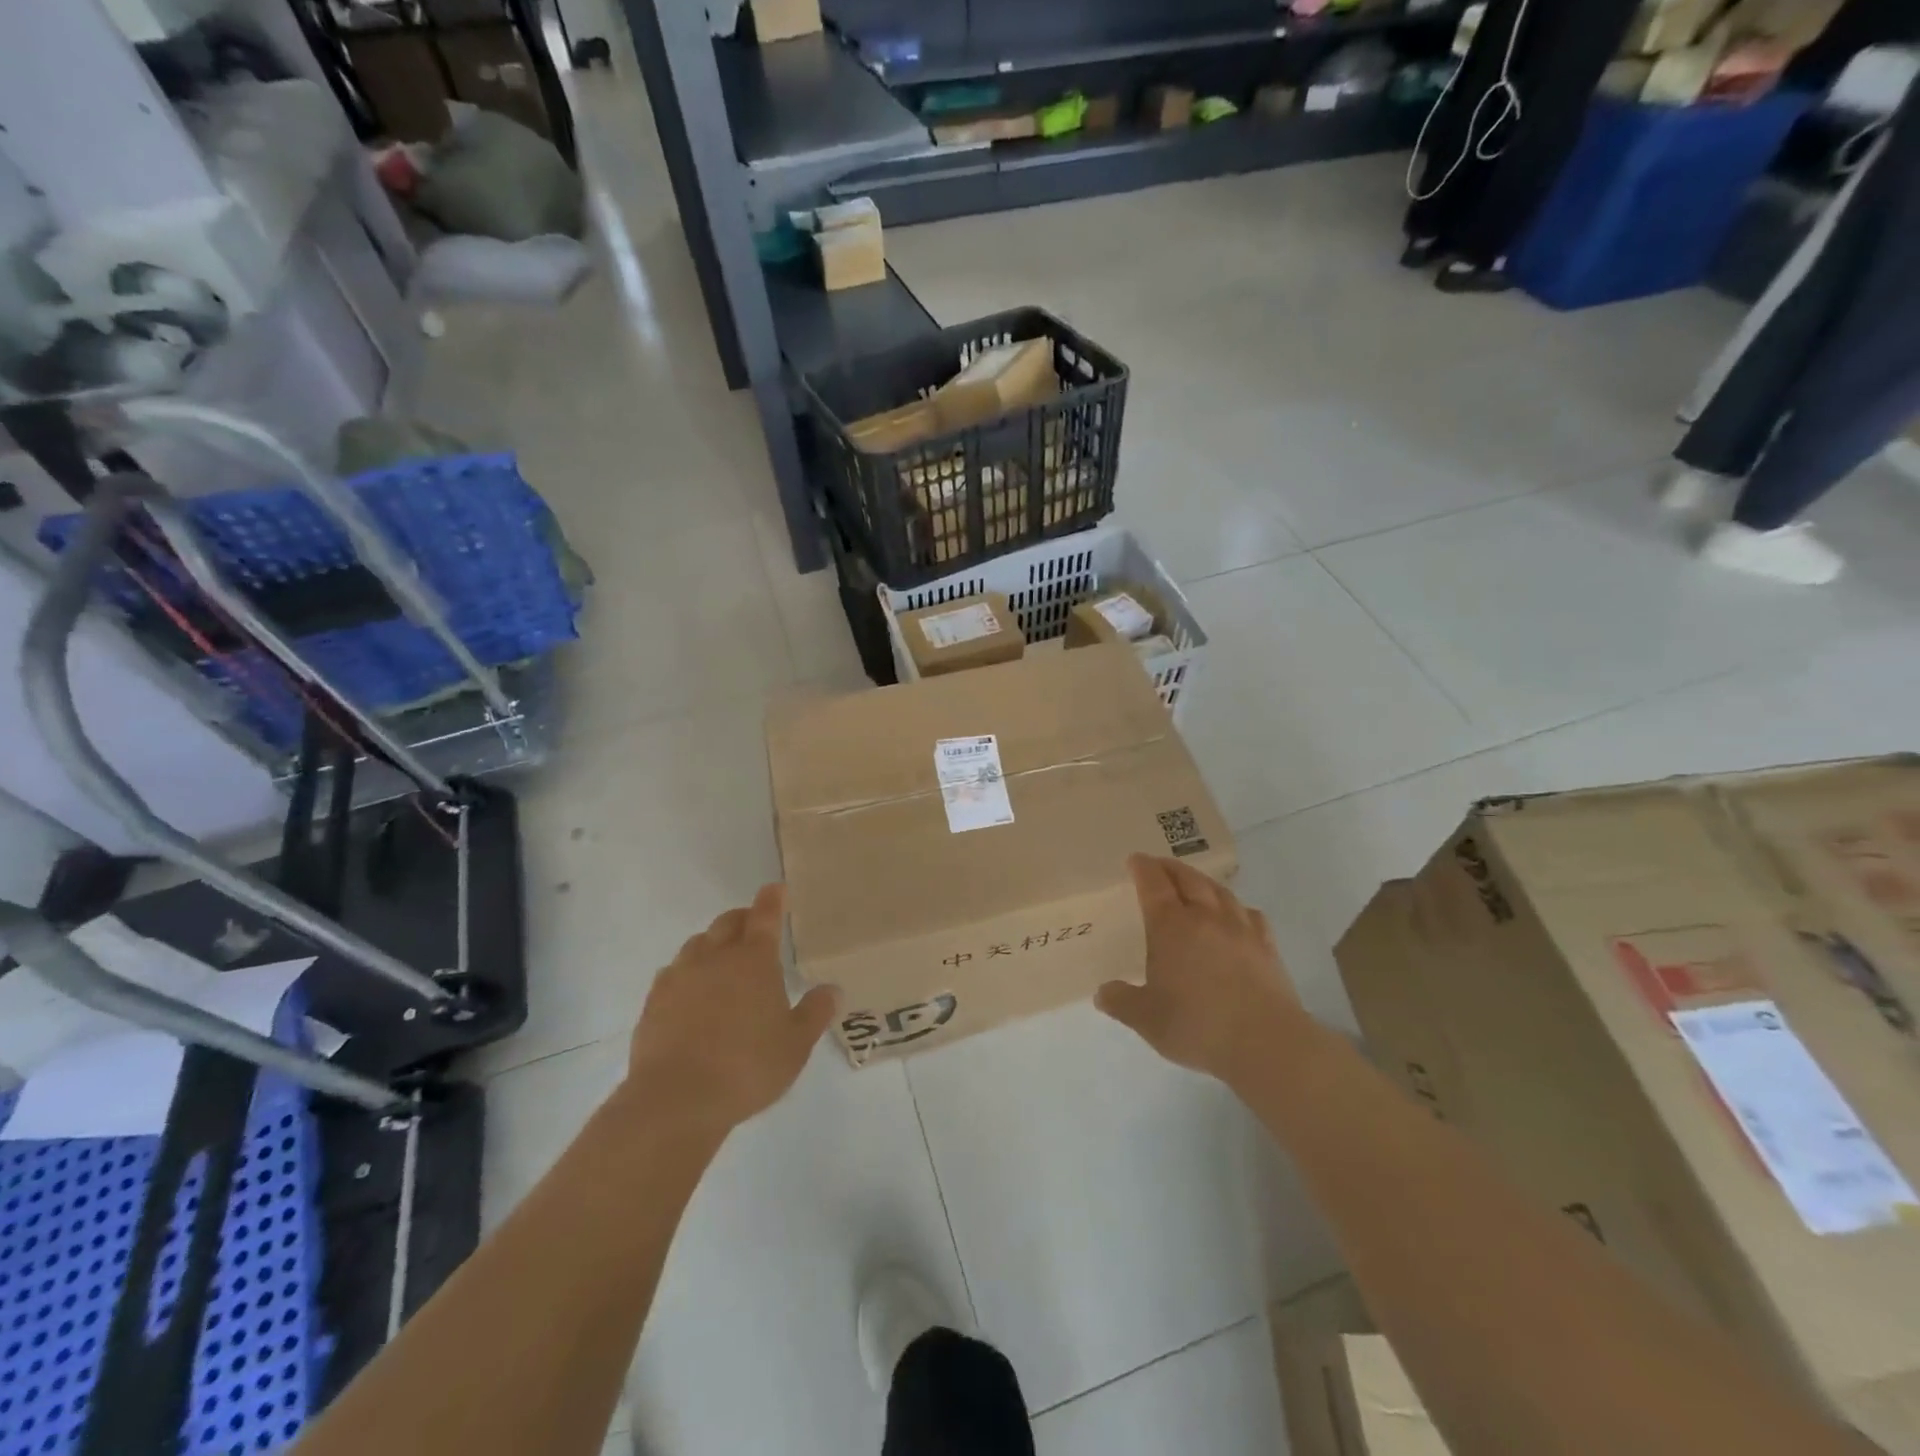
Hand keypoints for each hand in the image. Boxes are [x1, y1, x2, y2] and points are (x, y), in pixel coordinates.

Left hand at [624, 885, 838, 1131]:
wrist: (676, 1100)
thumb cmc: (747, 1067)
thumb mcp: (796, 1045)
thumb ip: (815, 1012)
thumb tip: (833, 989)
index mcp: (754, 960)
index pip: (765, 916)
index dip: (772, 899)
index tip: (776, 888)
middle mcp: (715, 957)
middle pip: (728, 923)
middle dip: (743, 918)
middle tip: (753, 926)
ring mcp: (680, 977)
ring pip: (698, 944)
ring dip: (713, 943)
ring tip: (723, 960)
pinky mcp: (653, 1001)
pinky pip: (673, 972)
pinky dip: (688, 972)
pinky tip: (691, 992)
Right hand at [1096, 855, 1306, 1086]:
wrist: (1265, 1043)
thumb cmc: (1197, 1025)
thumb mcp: (1146, 1019)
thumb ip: (1121, 1002)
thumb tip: (1102, 993)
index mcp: (1170, 926)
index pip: (1154, 884)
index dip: (1142, 868)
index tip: (1134, 860)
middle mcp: (1205, 917)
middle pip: (1188, 879)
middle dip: (1170, 867)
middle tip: (1159, 865)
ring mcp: (1240, 929)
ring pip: (1220, 891)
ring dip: (1202, 881)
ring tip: (1195, 883)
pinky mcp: (1267, 947)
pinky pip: (1250, 914)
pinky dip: (1237, 907)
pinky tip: (1238, 914)